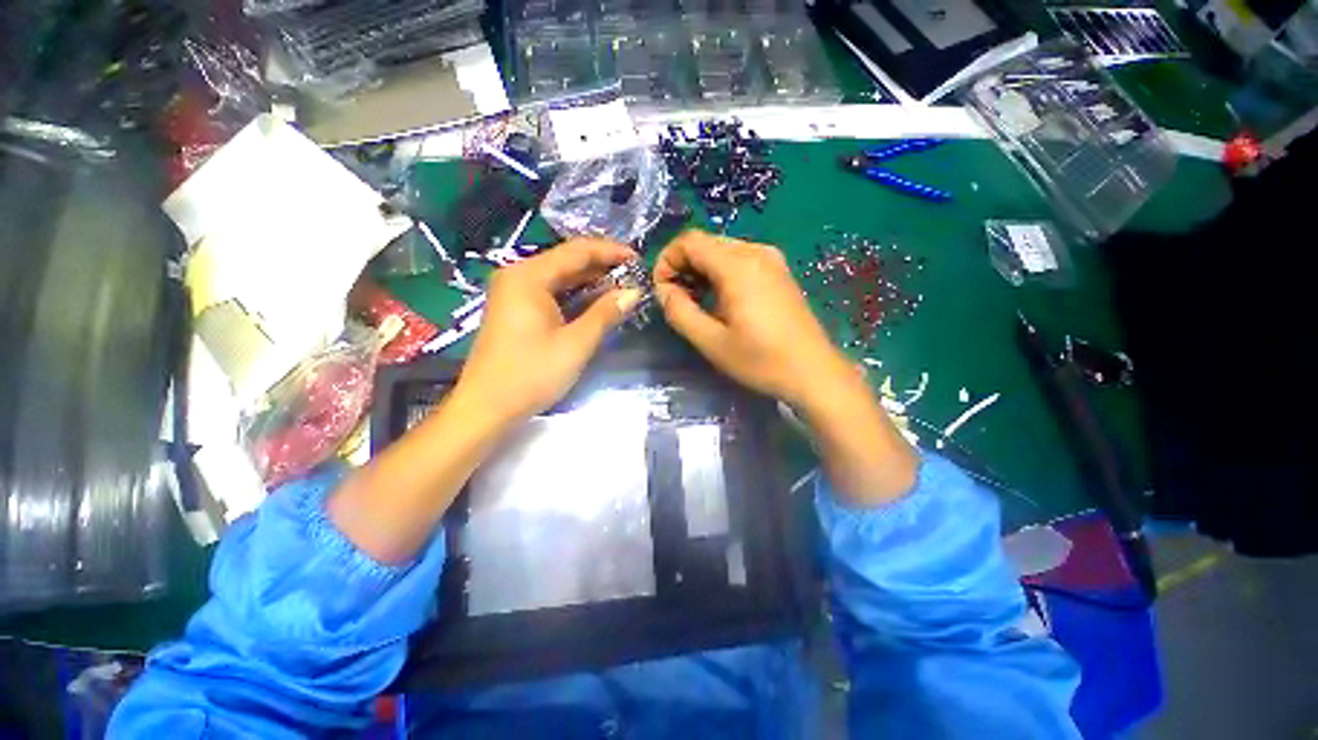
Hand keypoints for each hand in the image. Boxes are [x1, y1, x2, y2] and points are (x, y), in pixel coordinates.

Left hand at [456, 238, 641, 423]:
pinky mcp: (515, 310)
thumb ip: (606, 313)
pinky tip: (595, 303)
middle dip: (601, 266)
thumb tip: (634, 292)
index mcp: (529, 276)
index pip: (577, 251)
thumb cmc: (531, 374)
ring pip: (559, 278)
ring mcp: (514, 293)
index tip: (638, 258)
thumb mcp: (576, 343)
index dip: (610, 252)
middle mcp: (518, 276)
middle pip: (567, 261)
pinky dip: (575, 296)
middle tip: (633, 276)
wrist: (486, 407)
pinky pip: (551, 293)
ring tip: (621, 287)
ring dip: (590, 282)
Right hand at [653, 230, 851, 408]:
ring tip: (695, 302)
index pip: (689, 242)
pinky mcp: (779, 271)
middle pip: (705, 242)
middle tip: (676, 299)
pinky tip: (720, 299)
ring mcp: (771, 259)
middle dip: (682, 265)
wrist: (813, 372)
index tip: (662, 291)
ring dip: (701, 269)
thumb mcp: (711, 341)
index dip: (667, 261)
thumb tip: (663, 290)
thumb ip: (679, 311)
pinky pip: (740, 259)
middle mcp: (755, 251)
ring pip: (722, 250)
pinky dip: (720, 272)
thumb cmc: (760, 360)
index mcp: (737, 265)